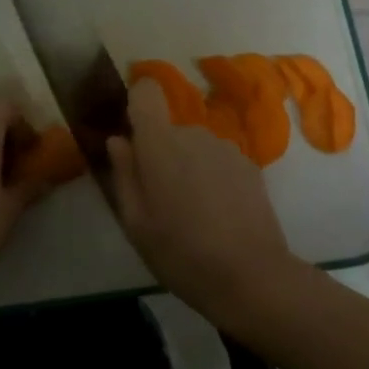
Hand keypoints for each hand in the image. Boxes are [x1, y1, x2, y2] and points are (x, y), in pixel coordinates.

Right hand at [107, 79, 298, 328]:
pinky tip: (219, 216)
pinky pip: (219, 161)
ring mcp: (226, 148)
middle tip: (161, 201)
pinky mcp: (250, 165)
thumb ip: (124, 174)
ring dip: (189, 168)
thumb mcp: (135, 222)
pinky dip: (214, 179)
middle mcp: (194, 134)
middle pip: (169, 129)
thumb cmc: (180, 253)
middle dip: (162, 154)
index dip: (137, 103)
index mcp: (159, 143)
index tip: (134, 134)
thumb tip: (118, 141)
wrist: (251, 276)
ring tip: (193, 213)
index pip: (146, 91)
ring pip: (195, 147)